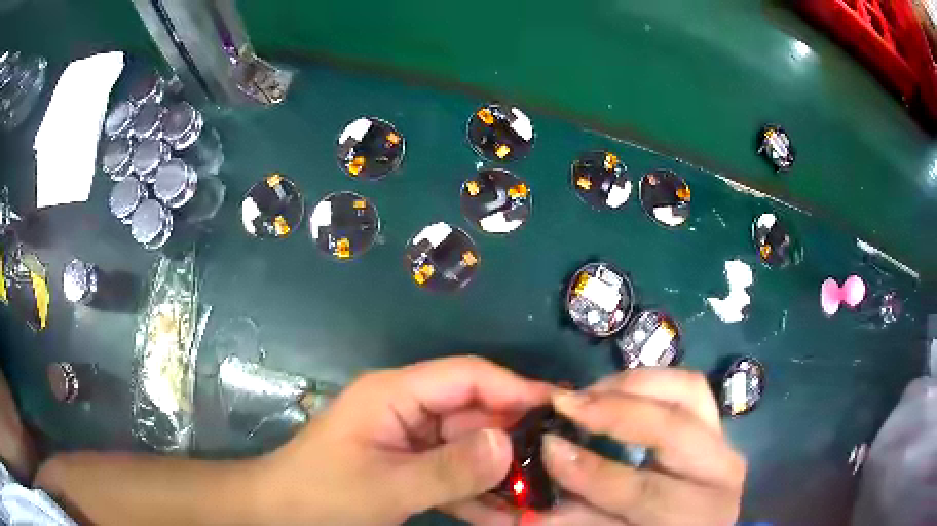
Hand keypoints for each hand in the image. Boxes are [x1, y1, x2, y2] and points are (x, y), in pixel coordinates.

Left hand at [255, 356, 552, 524]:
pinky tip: (509, 517)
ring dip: (501, 475)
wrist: (283, 514)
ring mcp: (412, 441)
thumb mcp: (387, 486)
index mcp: (396, 393)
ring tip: (543, 496)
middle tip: (561, 465)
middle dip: (514, 441)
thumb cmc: (324, 494)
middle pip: (474, 414)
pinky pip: (454, 475)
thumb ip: (449, 469)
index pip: (468, 376)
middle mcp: (408, 409)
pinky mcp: (412, 467)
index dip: (515, 388)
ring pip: (469, 449)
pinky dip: (479, 496)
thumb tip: (510, 445)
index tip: (560, 409)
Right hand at [539, 368, 745, 525]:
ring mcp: (723, 438)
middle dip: (615, 411)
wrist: (704, 524)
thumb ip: (584, 520)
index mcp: (695, 513)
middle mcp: (720, 470)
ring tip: (590, 391)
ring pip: (688, 390)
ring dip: (634, 384)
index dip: (592, 471)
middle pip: (672, 429)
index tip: (549, 445)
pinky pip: (689, 385)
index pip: (643, 491)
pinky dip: (652, 379)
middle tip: (566, 402)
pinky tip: (618, 388)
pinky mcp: (716, 420)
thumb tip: (535, 509)